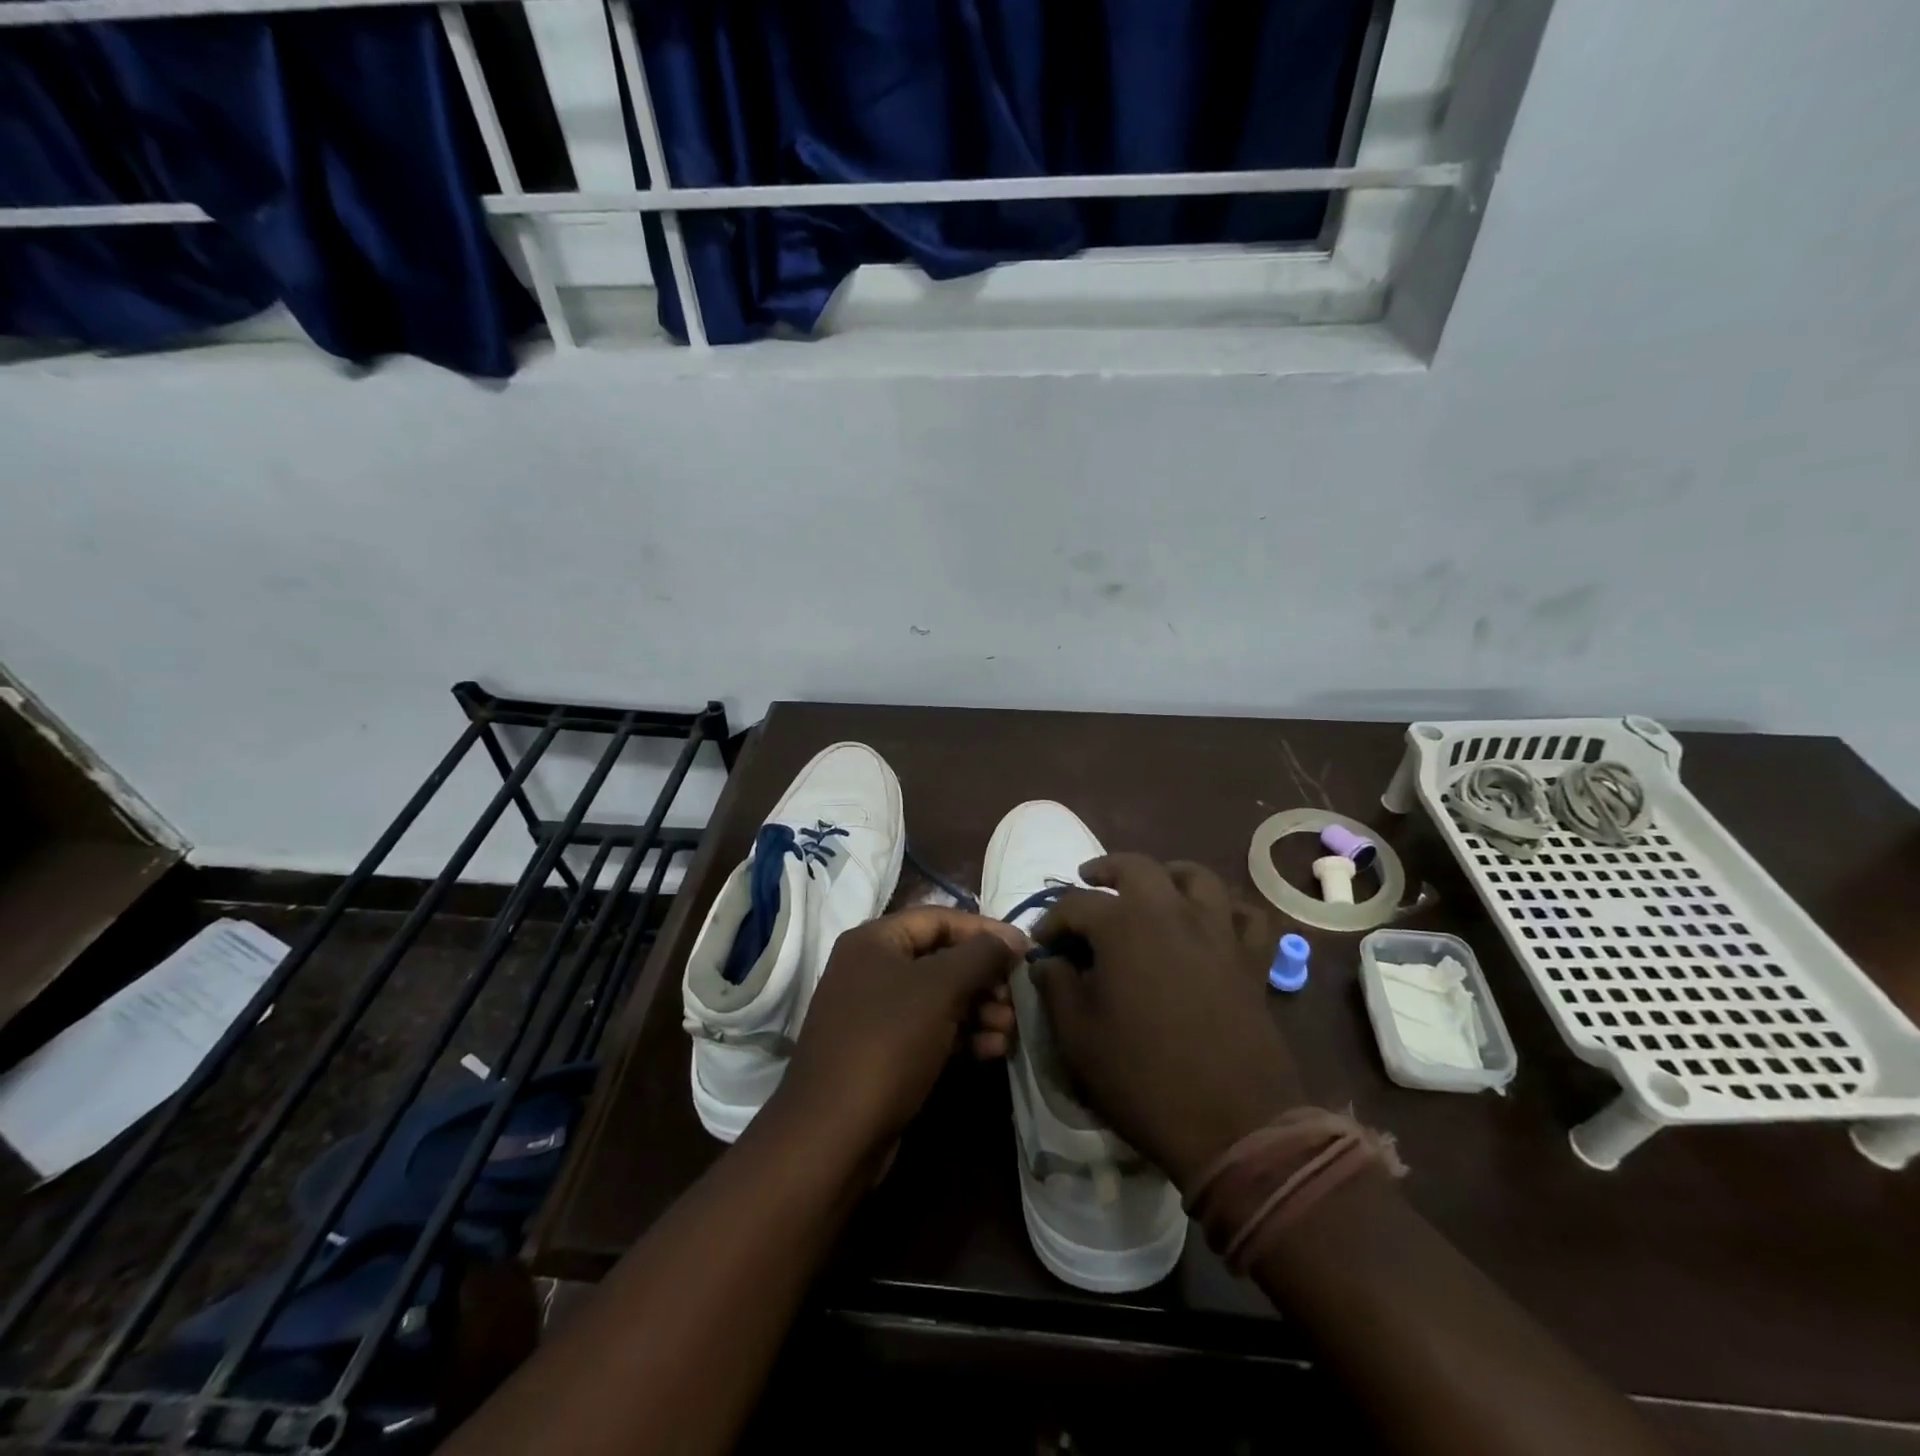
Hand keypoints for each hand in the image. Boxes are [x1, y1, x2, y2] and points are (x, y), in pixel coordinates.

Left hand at [776, 907, 1027, 1154]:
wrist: (833, 1134)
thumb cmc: (888, 1043)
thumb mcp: (940, 989)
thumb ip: (981, 956)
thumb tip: (1013, 938)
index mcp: (874, 940)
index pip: (939, 918)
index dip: (984, 930)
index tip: (1024, 950)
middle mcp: (871, 969)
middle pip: (941, 959)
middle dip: (984, 977)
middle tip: (1015, 998)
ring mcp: (875, 1013)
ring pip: (940, 998)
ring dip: (979, 1009)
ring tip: (1009, 1029)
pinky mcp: (883, 1052)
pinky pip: (930, 1030)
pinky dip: (962, 1035)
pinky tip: (993, 1050)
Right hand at [1031, 854, 1301, 1191]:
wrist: (1232, 1126)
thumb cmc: (1142, 1078)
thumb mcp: (1078, 1037)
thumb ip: (1057, 987)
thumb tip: (1048, 962)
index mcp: (1123, 926)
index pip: (1076, 904)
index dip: (1052, 920)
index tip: (1040, 942)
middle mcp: (1171, 913)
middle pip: (1137, 867)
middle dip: (1106, 870)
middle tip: (1089, 882)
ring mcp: (1217, 932)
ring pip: (1197, 877)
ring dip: (1168, 874)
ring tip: (1152, 888)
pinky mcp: (1250, 960)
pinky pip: (1247, 916)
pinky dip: (1229, 909)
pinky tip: (1213, 920)